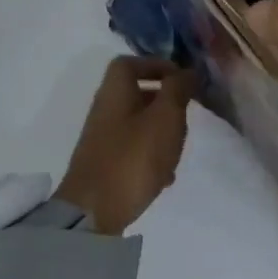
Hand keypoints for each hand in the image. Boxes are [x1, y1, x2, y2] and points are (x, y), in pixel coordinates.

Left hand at [54, 57, 192, 234]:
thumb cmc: (133, 156)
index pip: (130, 63)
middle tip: (185, 115)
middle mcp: (105, 110)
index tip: (180, 79)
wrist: (91, 214)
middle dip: (165, 102)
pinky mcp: (105, 166)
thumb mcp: (165, 116)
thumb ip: (178, 89)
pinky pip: (133, 150)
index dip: (156, 65)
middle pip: (137, 93)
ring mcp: (102, 139)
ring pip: (138, 123)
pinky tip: (165, 175)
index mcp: (115, 91)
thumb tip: (186, 71)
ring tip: (178, 148)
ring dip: (161, 131)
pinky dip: (151, 155)